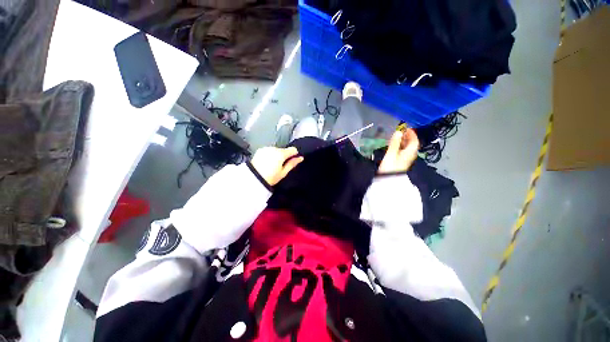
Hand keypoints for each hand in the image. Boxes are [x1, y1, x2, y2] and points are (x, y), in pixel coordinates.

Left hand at [250, 147, 303, 185]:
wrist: (253, 178)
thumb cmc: (270, 177)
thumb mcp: (283, 172)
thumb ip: (292, 163)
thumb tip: (301, 158)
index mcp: (281, 154)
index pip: (293, 149)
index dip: (294, 154)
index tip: (292, 160)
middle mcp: (274, 148)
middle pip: (283, 150)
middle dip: (284, 156)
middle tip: (280, 166)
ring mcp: (266, 148)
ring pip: (276, 150)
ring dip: (276, 155)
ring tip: (272, 165)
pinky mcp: (260, 150)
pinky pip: (269, 151)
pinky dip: (270, 155)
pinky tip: (267, 162)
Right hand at [378, 129, 418, 173]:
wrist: (388, 179)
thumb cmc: (390, 166)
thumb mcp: (391, 153)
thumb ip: (395, 142)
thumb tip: (399, 131)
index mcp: (410, 152)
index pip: (415, 141)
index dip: (412, 133)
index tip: (407, 128)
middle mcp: (410, 155)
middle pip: (412, 144)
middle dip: (407, 137)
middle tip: (401, 131)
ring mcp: (405, 159)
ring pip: (407, 148)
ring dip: (403, 141)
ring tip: (397, 137)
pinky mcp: (401, 162)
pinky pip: (403, 151)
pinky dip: (400, 146)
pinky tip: (395, 145)